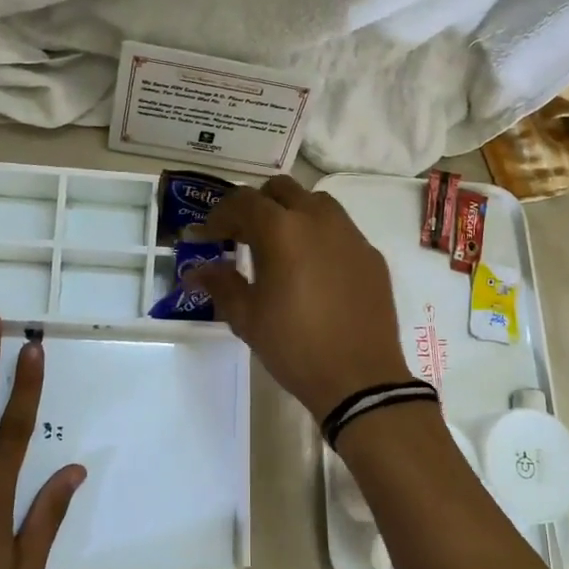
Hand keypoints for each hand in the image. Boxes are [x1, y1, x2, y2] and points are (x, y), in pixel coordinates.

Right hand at [183, 176, 411, 421]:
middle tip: (242, 236)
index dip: (219, 216)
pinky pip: (340, 229)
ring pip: (315, 202)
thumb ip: (221, 284)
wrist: (359, 378)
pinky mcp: (371, 254)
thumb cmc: (295, 346)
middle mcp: (318, 219)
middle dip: (256, 205)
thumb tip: (197, 270)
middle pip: (281, 190)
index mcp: (282, 230)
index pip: (243, 201)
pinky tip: (314, 269)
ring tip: (279, 247)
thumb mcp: (247, 317)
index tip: (207, 238)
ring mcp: (350, 234)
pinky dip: (319, 236)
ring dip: (291, 213)